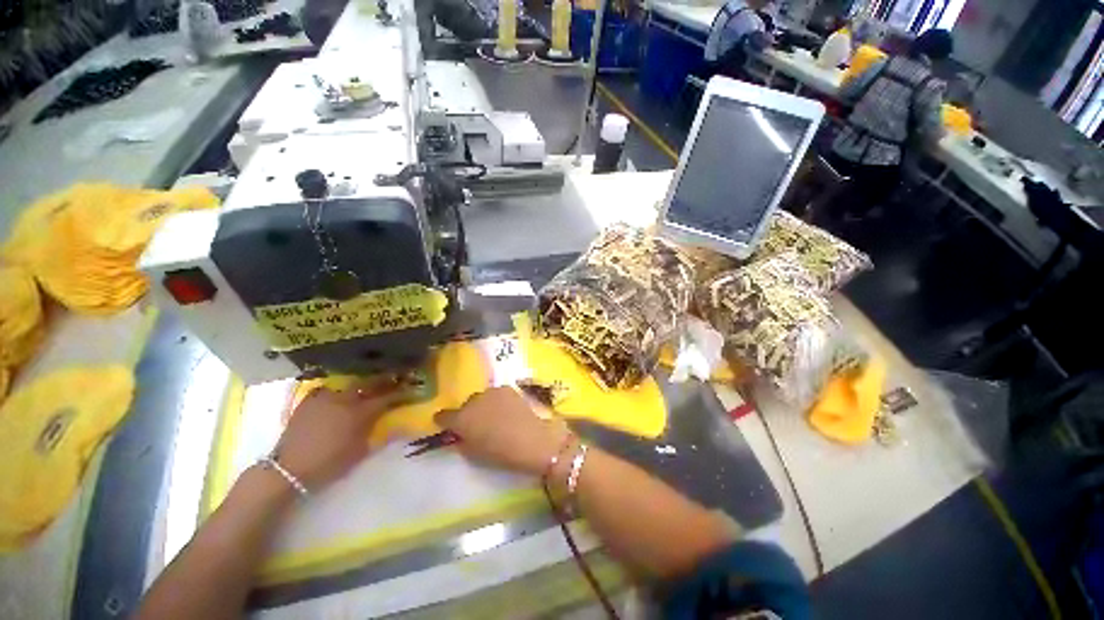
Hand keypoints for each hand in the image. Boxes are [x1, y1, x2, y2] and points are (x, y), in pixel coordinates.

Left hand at [274, 380, 402, 490]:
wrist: (289, 470)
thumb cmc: (330, 464)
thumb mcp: (361, 452)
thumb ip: (380, 434)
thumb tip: (400, 426)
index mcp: (360, 413)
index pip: (387, 397)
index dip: (401, 393)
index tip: (411, 389)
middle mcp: (345, 399)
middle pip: (370, 383)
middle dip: (384, 380)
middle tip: (394, 378)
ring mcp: (326, 397)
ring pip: (349, 383)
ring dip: (361, 384)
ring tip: (366, 386)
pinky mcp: (310, 401)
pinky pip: (328, 389)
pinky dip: (337, 390)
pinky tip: (338, 395)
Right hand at [435, 386, 570, 476]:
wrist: (531, 440)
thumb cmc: (500, 453)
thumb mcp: (474, 454)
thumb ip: (462, 441)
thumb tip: (460, 434)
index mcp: (461, 419)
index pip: (443, 416)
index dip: (444, 421)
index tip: (448, 426)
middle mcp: (473, 400)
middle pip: (465, 405)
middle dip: (469, 413)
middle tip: (479, 425)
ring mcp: (491, 391)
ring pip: (481, 398)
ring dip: (484, 405)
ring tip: (496, 417)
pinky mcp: (507, 388)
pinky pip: (496, 394)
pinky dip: (498, 401)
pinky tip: (507, 411)